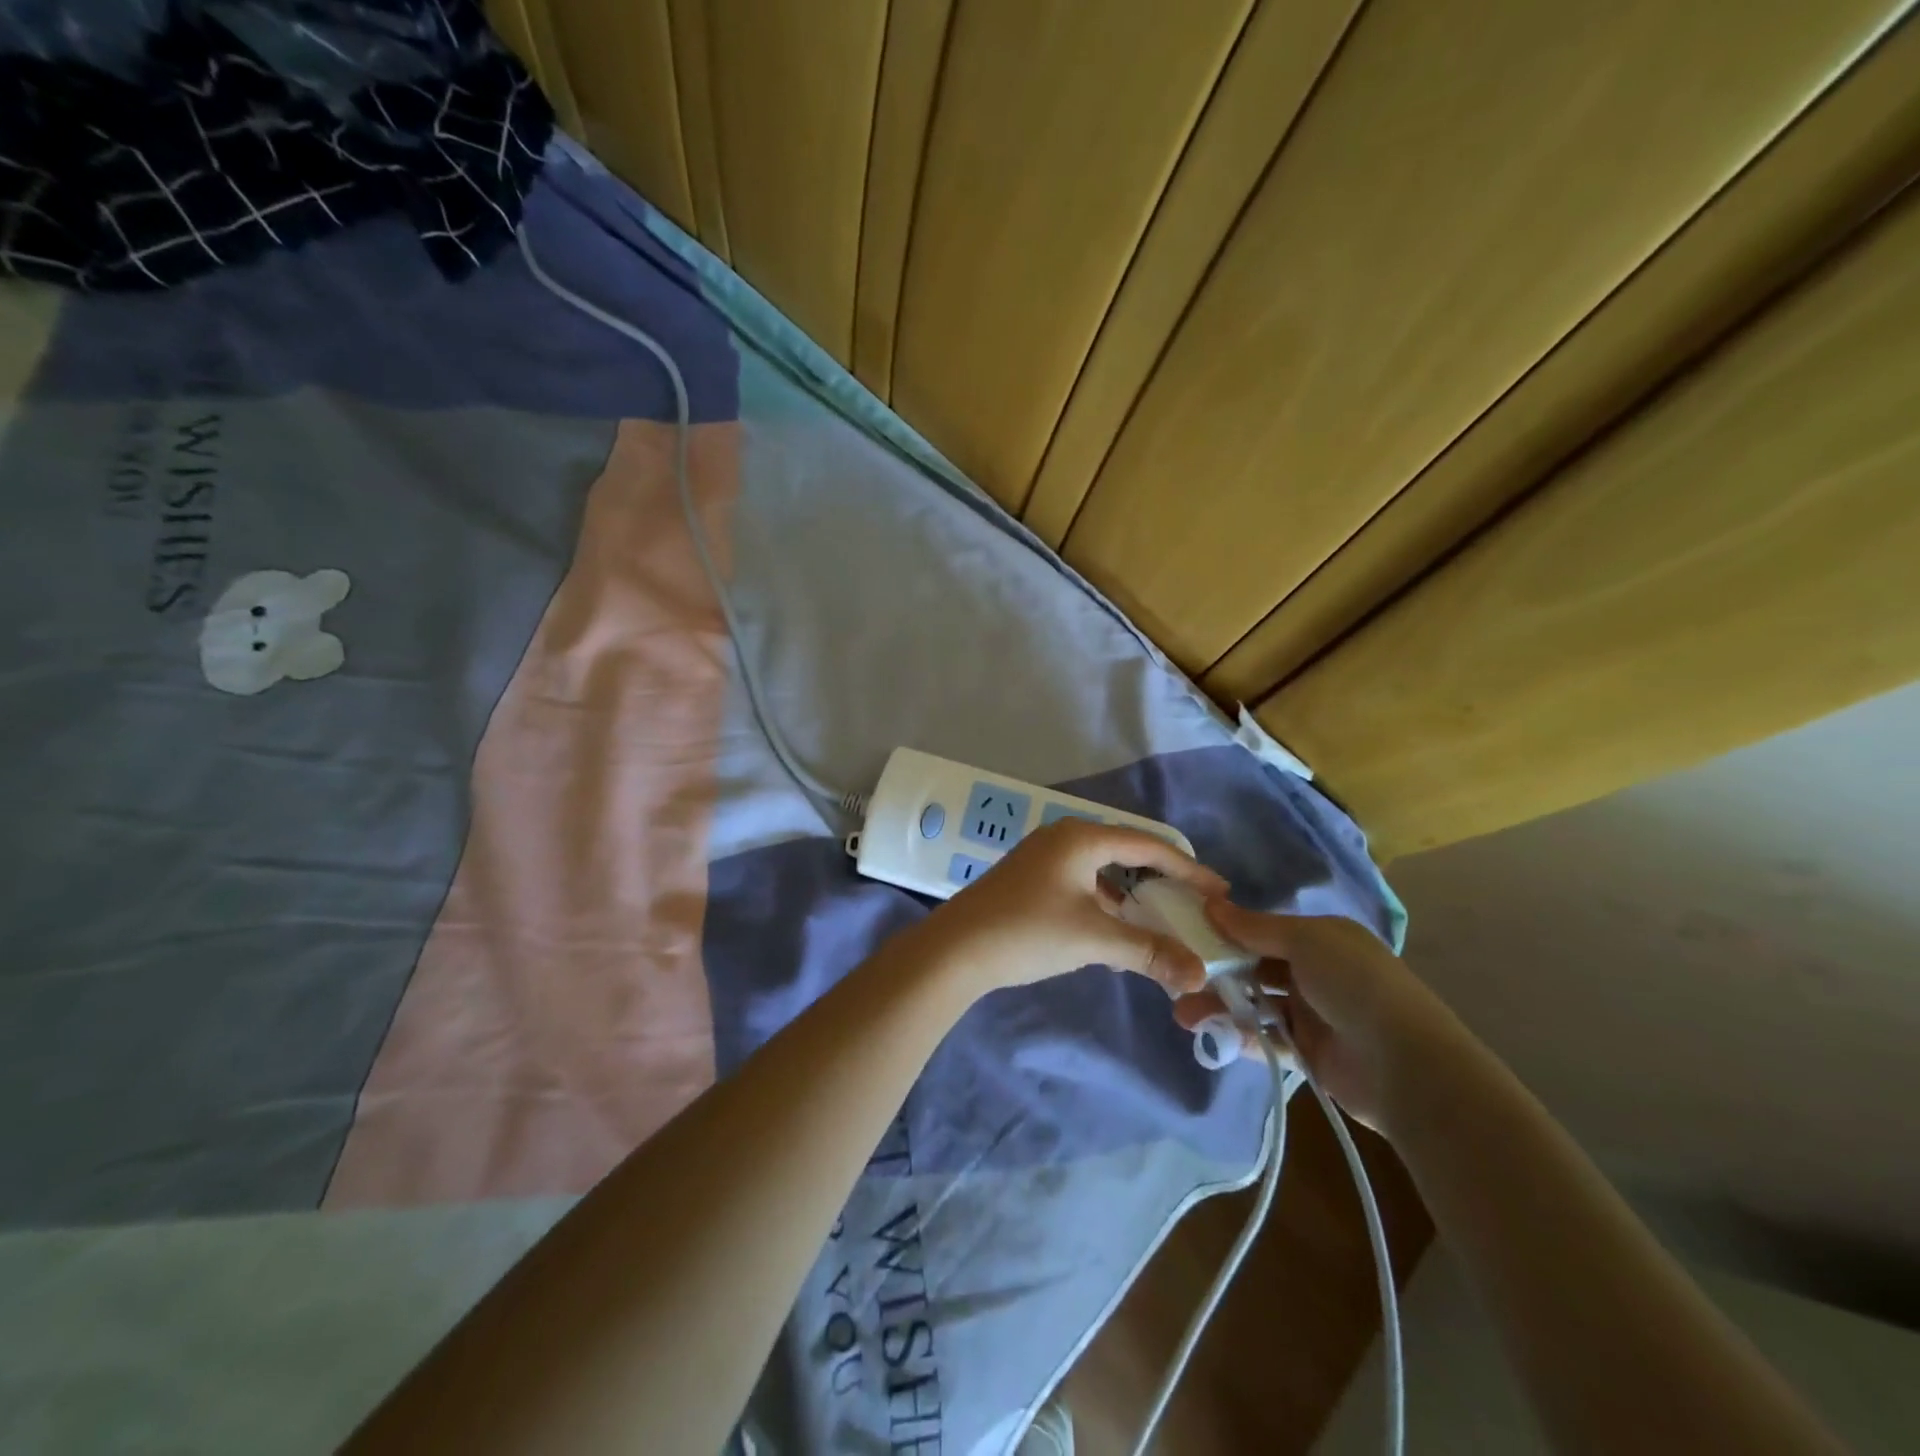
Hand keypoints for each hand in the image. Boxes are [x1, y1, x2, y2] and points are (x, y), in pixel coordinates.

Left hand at [907, 820, 1226, 997]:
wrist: (955, 949)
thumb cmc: (1028, 932)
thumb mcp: (1094, 939)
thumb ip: (1148, 951)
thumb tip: (1197, 973)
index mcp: (1081, 838)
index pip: (1147, 845)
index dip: (1187, 868)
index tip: (1219, 891)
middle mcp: (1063, 839)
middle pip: (1126, 853)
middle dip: (1161, 880)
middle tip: (1195, 905)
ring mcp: (1042, 859)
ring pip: (1102, 871)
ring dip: (1132, 895)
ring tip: (1163, 921)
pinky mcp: (1030, 881)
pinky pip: (1082, 884)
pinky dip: (1106, 904)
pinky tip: (1118, 931)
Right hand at [1173, 903, 1465, 1131]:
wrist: (1407, 1067)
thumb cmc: (1355, 985)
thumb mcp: (1306, 941)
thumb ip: (1255, 927)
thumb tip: (1210, 903)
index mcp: (1322, 939)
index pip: (1264, 931)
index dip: (1227, 932)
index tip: (1186, 934)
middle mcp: (1317, 973)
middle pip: (1255, 968)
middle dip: (1216, 973)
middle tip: (1178, 979)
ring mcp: (1313, 1015)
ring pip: (1255, 1004)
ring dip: (1220, 1007)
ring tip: (1184, 1014)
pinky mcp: (1309, 1054)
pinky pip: (1265, 1040)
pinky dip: (1239, 1037)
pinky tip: (1212, 1037)